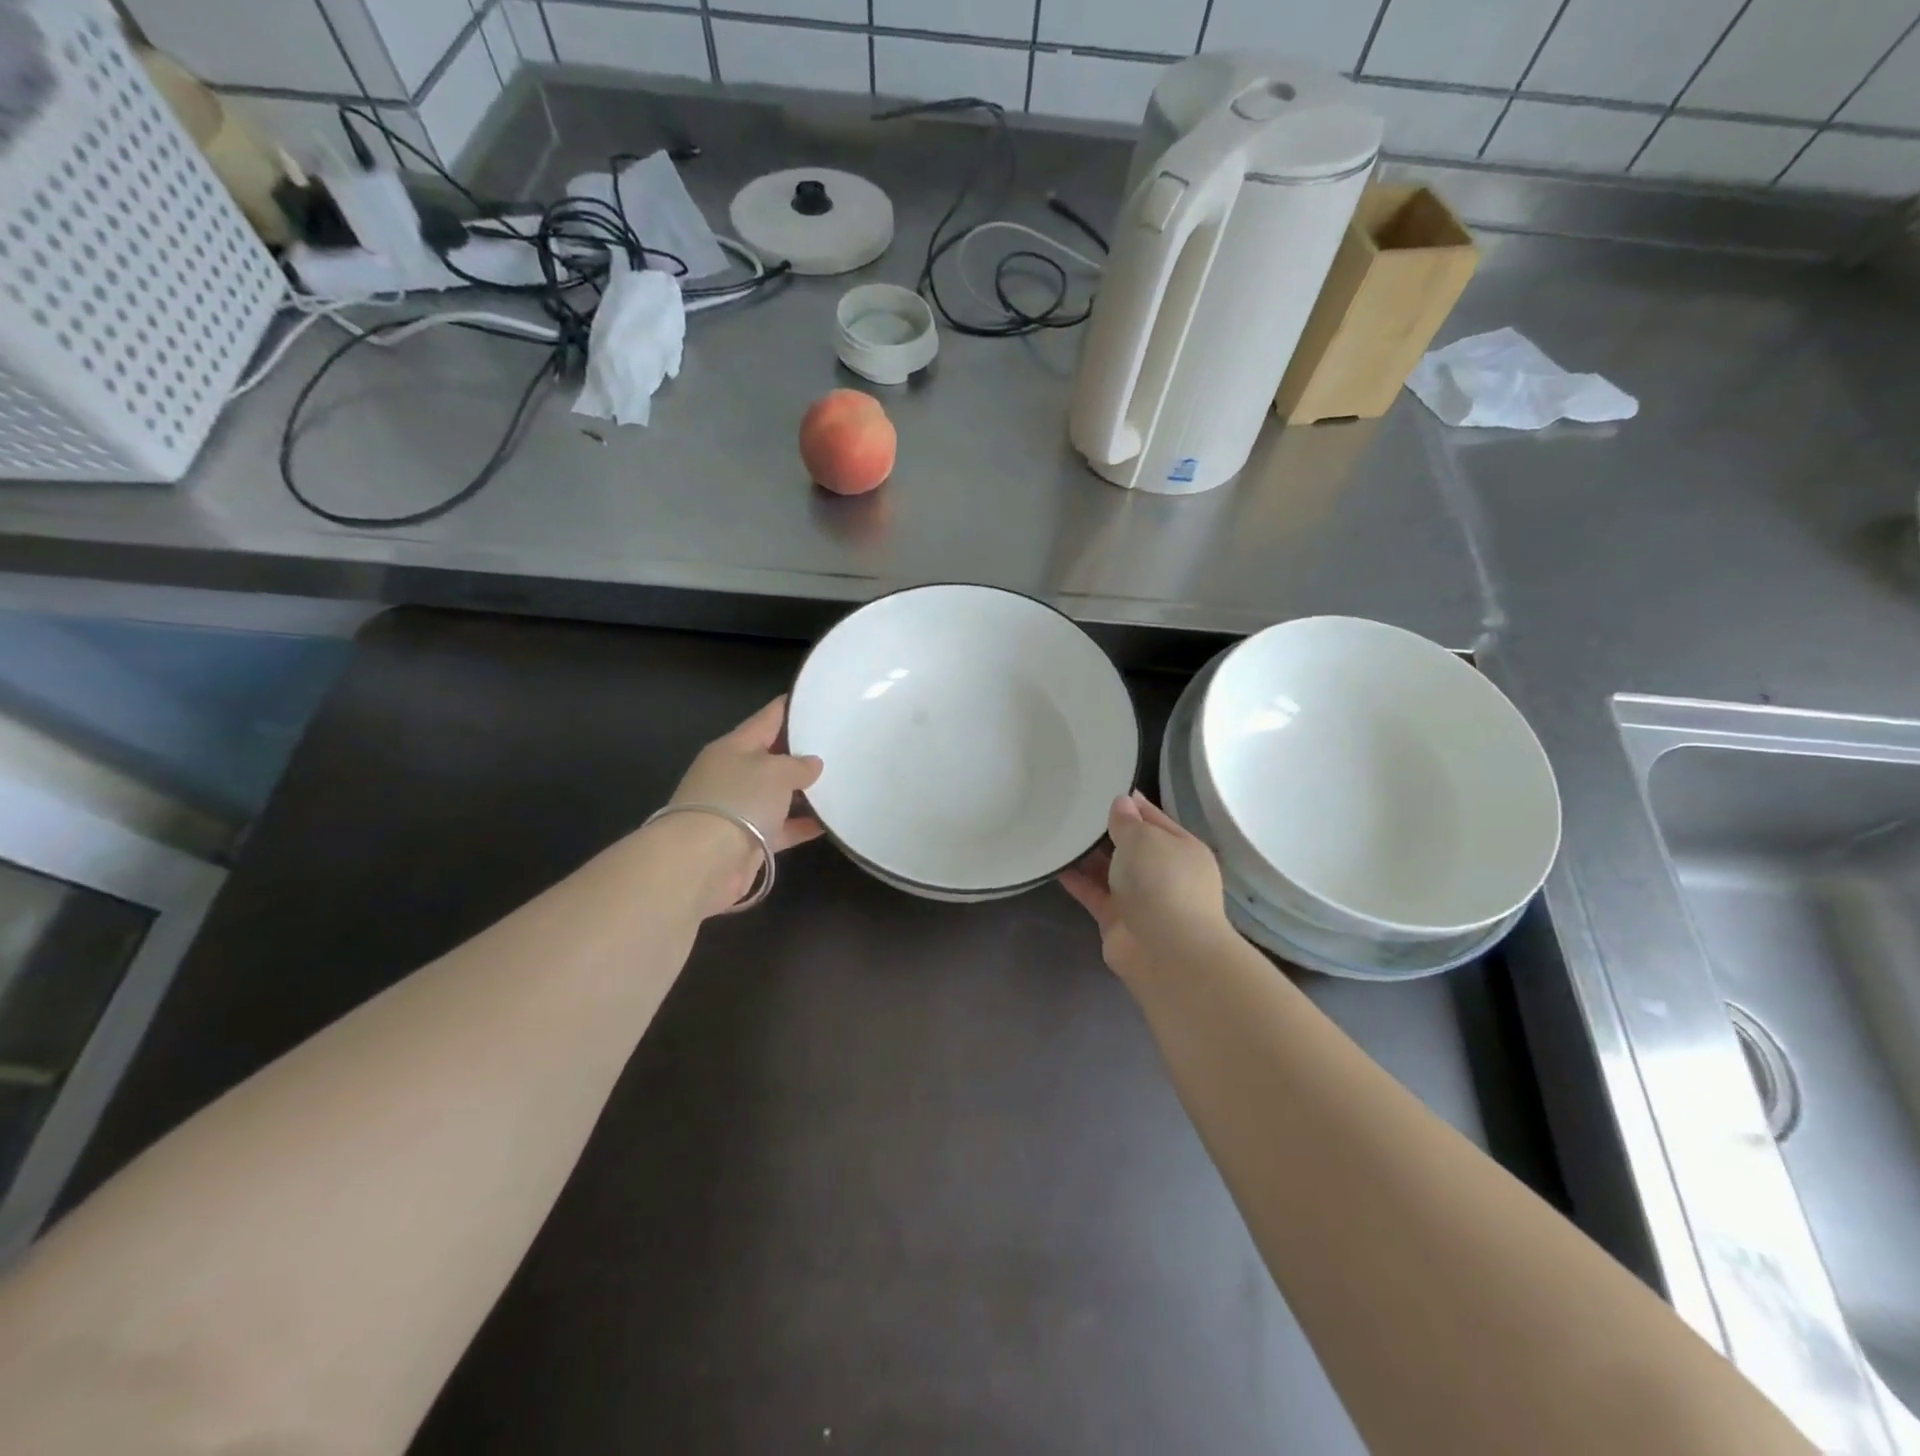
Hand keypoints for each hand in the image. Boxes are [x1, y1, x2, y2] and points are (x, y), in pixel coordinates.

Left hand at [660, 696, 823, 913]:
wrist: (703, 862)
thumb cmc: (739, 800)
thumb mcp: (776, 771)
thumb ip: (799, 765)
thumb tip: (811, 765)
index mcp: (734, 746)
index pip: (767, 718)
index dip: (790, 707)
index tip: (815, 698)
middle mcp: (734, 774)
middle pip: (772, 757)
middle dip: (802, 752)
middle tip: (838, 744)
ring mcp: (740, 809)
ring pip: (778, 794)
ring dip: (805, 792)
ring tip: (842, 782)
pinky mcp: (748, 840)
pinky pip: (782, 827)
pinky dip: (803, 825)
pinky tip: (831, 822)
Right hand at [1060, 790, 1232, 983]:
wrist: (1166, 952)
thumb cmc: (1163, 883)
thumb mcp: (1145, 839)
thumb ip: (1128, 821)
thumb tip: (1121, 804)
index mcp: (1182, 848)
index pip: (1152, 817)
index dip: (1129, 803)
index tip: (1099, 786)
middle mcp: (1164, 872)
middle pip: (1131, 845)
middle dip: (1106, 830)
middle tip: (1071, 808)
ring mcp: (1141, 898)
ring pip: (1111, 870)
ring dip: (1088, 856)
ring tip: (1058, 831)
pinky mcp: (1118, 920)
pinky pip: (1094, 894)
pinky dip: (1077, 881)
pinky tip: (1054, 864)